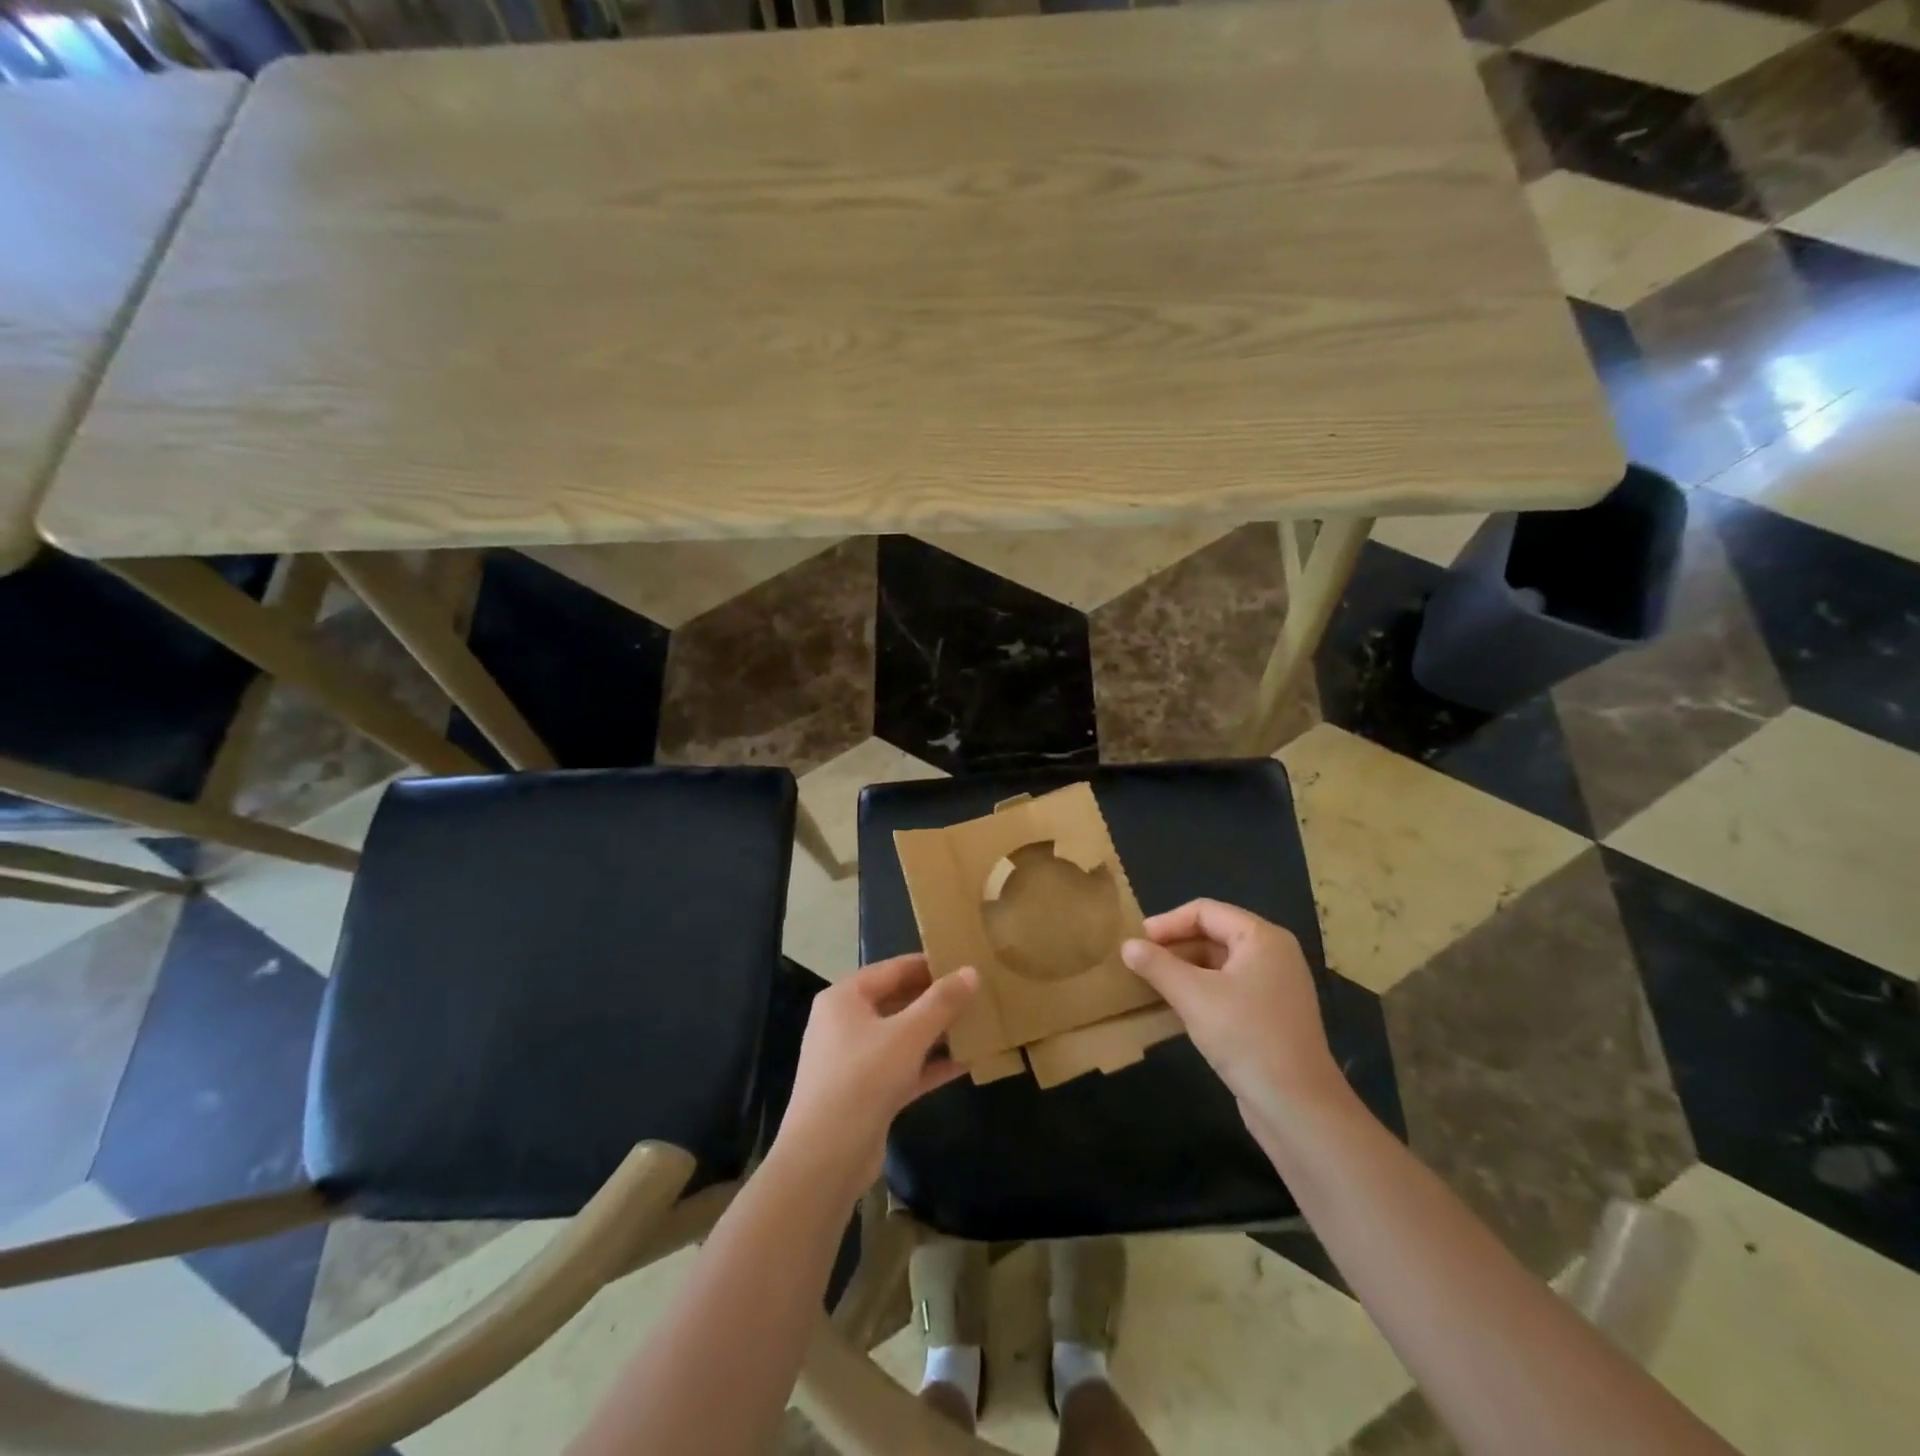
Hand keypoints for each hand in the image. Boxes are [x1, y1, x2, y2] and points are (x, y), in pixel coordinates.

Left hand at [772, 955, 979, 1196]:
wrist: (824, 1159)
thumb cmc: (862, 1080)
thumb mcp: (907, 1035)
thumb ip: (942, 1002)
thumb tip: (972, 971)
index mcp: (845, 998)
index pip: (894, 969)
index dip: (931, 964)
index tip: (967, 962)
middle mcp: (846, 1023)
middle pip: (898, 1001)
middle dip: (937, 1000)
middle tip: (978, 993)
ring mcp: (855, 1060)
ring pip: (903, 1036)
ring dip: (938, 1033)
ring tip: (979, 1023)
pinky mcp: (867, 1093)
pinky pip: (904, 1067)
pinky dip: (931, 1064)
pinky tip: (967, 1061)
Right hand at [1122, 899, 1347, 1119]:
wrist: (1297, 1107)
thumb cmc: (1246, 1036)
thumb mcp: (1193, 996)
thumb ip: (1157, 965)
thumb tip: (1127, 945)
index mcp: (1262, 938)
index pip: (1206, 911)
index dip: (1168, 922)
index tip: (1138, 941)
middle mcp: (1273, 955)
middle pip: (1214, 934)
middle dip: (1175, 945)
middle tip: (1140, 962)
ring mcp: (1275, 987)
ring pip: (1219, 964)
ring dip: (1185, 969)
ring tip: (1152, 983)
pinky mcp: (1270, 1016)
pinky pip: (1228, 988)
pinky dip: (1201, 991)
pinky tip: (1176, 1008)